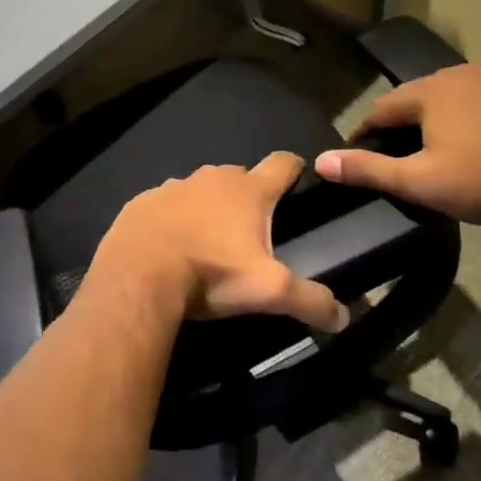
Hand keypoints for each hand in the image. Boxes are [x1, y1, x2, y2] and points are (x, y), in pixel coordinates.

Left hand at [93, 153, 349, 331]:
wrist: (138, 276)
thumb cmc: (211, 274)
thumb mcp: (269, 292)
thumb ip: (310, 300)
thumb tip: (343, 316)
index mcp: (248, 191)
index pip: (282, 163)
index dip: (294, 169)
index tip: (299, 178)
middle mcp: (211, 178)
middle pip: (239, 175)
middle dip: (249, 194)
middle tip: (252, 228)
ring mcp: (172, 187)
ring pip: (199, 189)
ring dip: (207, 206)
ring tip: (208, 240)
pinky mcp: (141, 202)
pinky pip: (164, 205)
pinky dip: (171, 218)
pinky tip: (168, 245)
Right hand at [314, 53, 480, 222]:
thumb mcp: (418, 182)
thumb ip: (368, 169)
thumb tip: (321, 160)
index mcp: (430, 94)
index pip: (384, 108)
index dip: (368, 128)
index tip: (359, 145)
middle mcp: (463, 72)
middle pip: (424, 92)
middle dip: (411, 114)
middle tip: (408, 142)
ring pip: (465, 80)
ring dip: (452, 99)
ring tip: (453, 126)